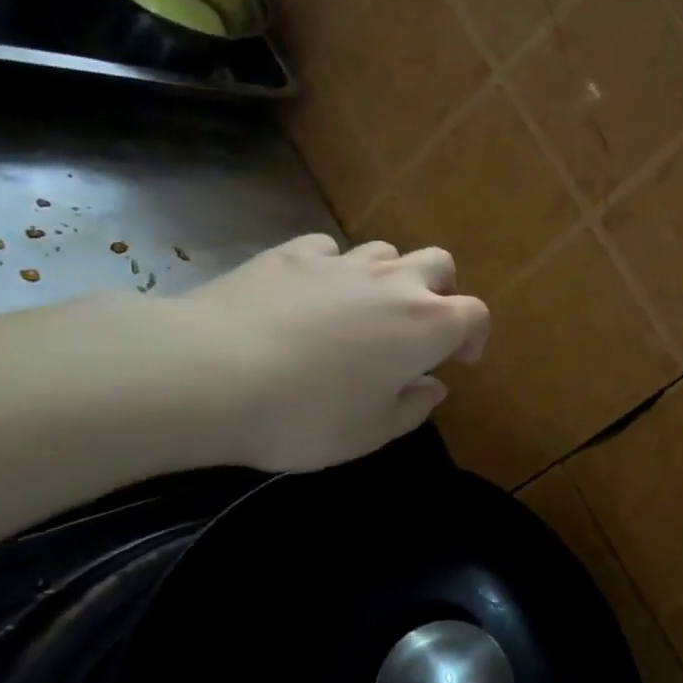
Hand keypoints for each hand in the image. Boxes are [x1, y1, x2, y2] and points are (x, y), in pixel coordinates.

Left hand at [175, 235, 488, 471]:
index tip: (459, 359)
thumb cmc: (305, 414)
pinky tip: (311, 293)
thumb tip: (432, 385)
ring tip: (363, 309)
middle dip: (439, 291)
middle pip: (439, 264)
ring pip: (386, 251)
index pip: (475, 315)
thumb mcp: (370, 432)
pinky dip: (333, 269)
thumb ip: (413, 407)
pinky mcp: (291, 254)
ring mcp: (342, 262)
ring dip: (388, 276)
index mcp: (426, 326)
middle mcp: (394, 283)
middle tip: (418, 326)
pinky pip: (329, 250)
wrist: (208, 373)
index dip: (474, 336)